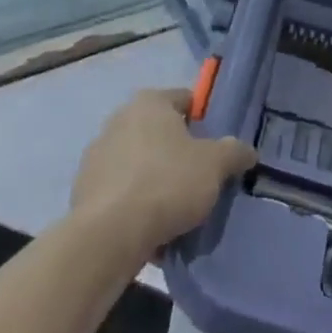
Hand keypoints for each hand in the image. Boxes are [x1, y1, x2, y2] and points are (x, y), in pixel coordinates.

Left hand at [70, 88, 256, 263]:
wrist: (110, 233)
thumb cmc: (167, 183)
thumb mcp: (214, 165)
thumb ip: (233, 152)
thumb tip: (246, 150)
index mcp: (149, 102)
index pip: (185, 99)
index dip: (204, 120)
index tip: (217, 148)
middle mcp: (119, 118)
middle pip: (160, 132)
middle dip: (178, 153)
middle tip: (200, 180)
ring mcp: (98, 152)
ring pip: (139, 162)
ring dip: (155, 178)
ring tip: (176, 210)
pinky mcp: (84, 187)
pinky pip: (121, 190)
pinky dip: (135, 202)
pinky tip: (150, 227)